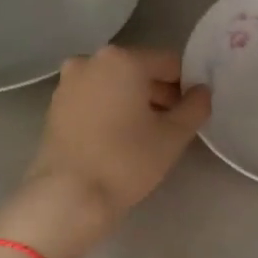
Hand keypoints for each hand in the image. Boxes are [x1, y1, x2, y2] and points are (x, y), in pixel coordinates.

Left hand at [22, 46, 210, 228]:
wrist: (68, 197)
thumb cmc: (126, 160)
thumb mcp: (174, 135)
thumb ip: (196, 106)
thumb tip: (202, 91)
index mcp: (122, 59)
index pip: (170, 63)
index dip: (188, 85)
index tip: (193, 112)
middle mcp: (91, 61)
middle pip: (140, 71)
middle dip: (160, 93)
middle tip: (174, 125)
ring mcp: (68, 83)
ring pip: (116, 85)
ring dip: (136, 102)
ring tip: (147, 135)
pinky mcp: (56, 106)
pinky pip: (95, 98)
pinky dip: (112, 110)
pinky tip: (120, 139)